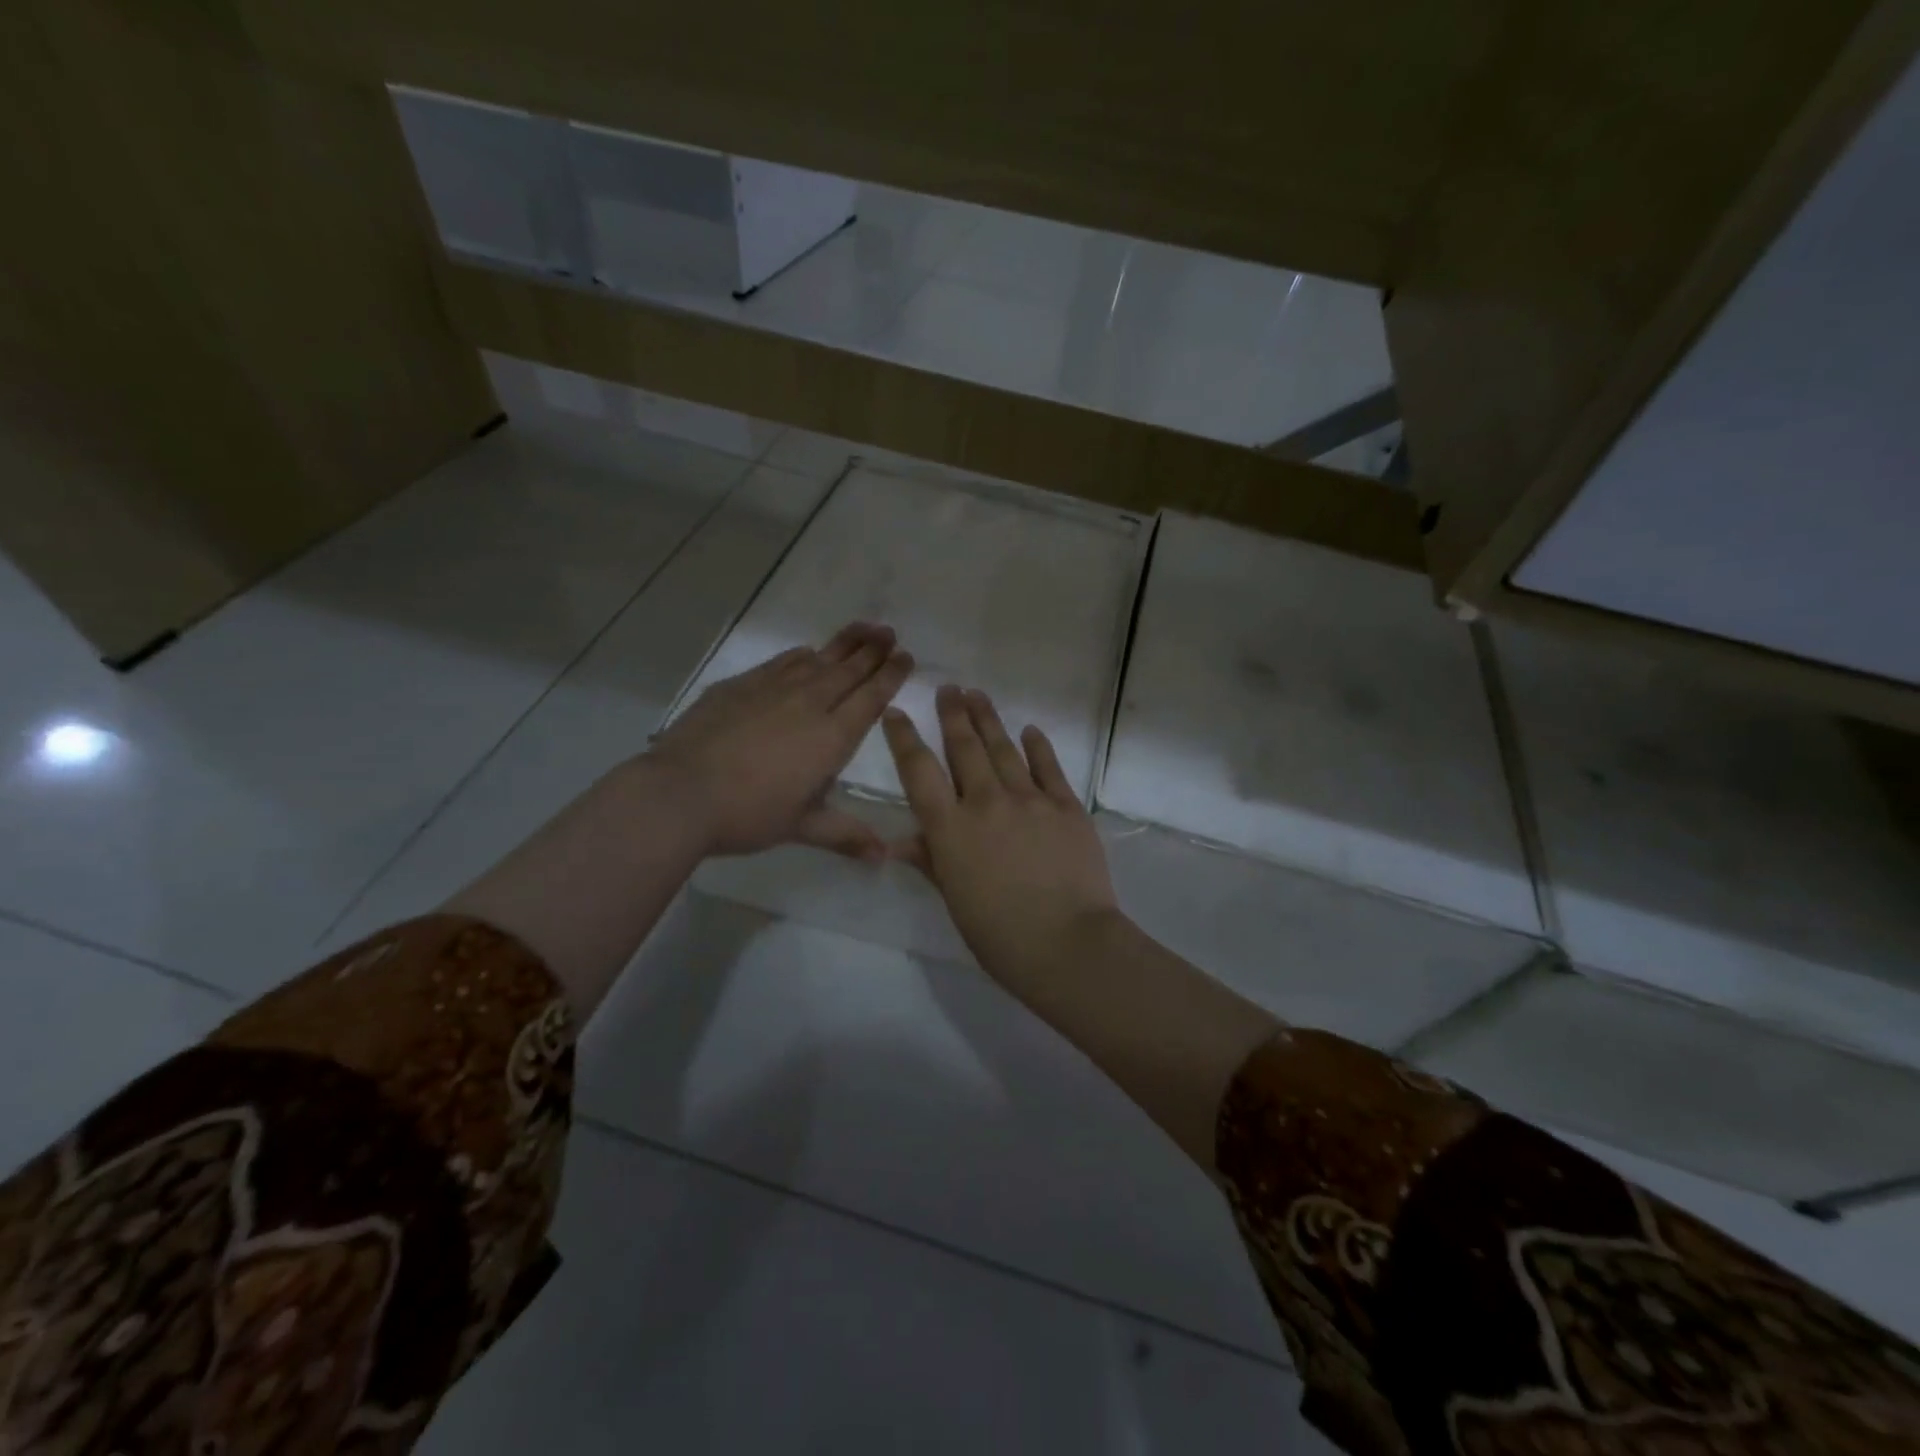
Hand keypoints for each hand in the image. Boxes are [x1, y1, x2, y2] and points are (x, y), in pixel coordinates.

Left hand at [651, 623, 912, 860]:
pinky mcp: (741, 685)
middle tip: (890, 632)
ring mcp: (773, 689)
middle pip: (849, 670)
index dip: (891, 676)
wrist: (681, 792)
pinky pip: (782, 662)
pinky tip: (807, 652)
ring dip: (844, 644)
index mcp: (831, 737)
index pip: (870, 698)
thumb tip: (883, 858)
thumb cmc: (748, 814)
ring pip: (818, 659)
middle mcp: (809, 704)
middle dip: (873, 650)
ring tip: (864, 628)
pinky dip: (801, 655)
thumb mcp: (801, 827)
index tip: (906, 657)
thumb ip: (845, 835)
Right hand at [882, 685, 1120, 992]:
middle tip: (949, 689)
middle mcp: (986, 803)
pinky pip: (1048, 767)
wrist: (1068, 944)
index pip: (919, 772)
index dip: (904, 738)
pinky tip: (1030, 730)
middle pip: (964, 748)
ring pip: (1003, 749)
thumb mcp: (955, 900)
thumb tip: (898, 843)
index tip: (897, 712)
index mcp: (951, 829)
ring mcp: (1030, 800)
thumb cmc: (1000, 935)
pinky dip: (1037, 746)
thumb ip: (930, 862)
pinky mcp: (1066, 806)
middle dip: (953, 715)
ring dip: (988, 719)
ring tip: (977, 695)